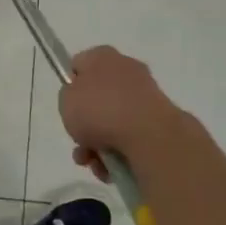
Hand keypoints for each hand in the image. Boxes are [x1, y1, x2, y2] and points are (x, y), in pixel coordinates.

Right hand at [58, 45, 186, 180]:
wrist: (147, 134)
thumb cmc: (100, 110)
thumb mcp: (66, 100)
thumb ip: (69, 96)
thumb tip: (83, 100)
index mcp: (103, 56)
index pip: (80, 64)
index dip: (71, 85)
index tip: (68, 106)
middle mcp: (126, 69)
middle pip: (98, 97)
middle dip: (87, 123)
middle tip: (79, 142)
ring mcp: (146, 94)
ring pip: (113, 120)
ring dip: (99, 143)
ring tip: (95, 164)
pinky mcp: (159, 119)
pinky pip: (131, 135)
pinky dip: (119, 151)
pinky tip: (112, 168)